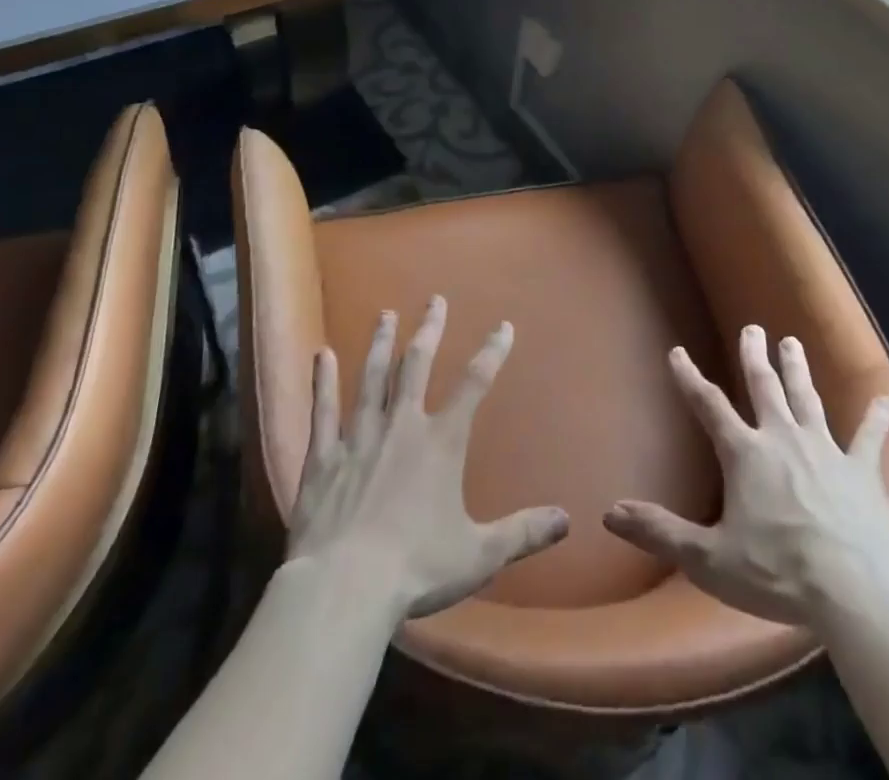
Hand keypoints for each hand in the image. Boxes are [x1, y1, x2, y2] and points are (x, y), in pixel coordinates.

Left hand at [286, 295, 569, 618]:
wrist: (344, 588)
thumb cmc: (416, 568)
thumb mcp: (479, 554)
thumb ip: (522, 532)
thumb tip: (566, 520)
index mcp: (441, 442)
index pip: (474, 384)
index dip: (492, 352)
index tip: (504, 326)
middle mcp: (402, 426)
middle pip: (417, 364)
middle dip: (429, 329)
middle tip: (434, 300)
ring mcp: (359, 437)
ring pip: (371, 377)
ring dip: (381, 343)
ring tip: (385, 315)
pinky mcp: (324, 457)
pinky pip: (323, 410)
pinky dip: (323, 381)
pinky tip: (322, 354)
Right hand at [603, 324, 888, 628]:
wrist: (855, 589)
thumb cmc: (777, 572)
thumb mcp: (709, 559)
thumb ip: (661, 532)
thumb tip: (610, 513)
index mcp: (745, 454)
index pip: (709, 406)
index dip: (690, 378)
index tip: (678, 352)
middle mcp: (783, 438)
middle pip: (765, 387)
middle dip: (755, 356)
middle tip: (753, 328)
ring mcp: (825, 449)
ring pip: (808, 398)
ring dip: (798, 369)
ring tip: (792, 342)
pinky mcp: (861, 470)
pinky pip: (869, 437)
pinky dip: (876, 417)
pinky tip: (884, 398)